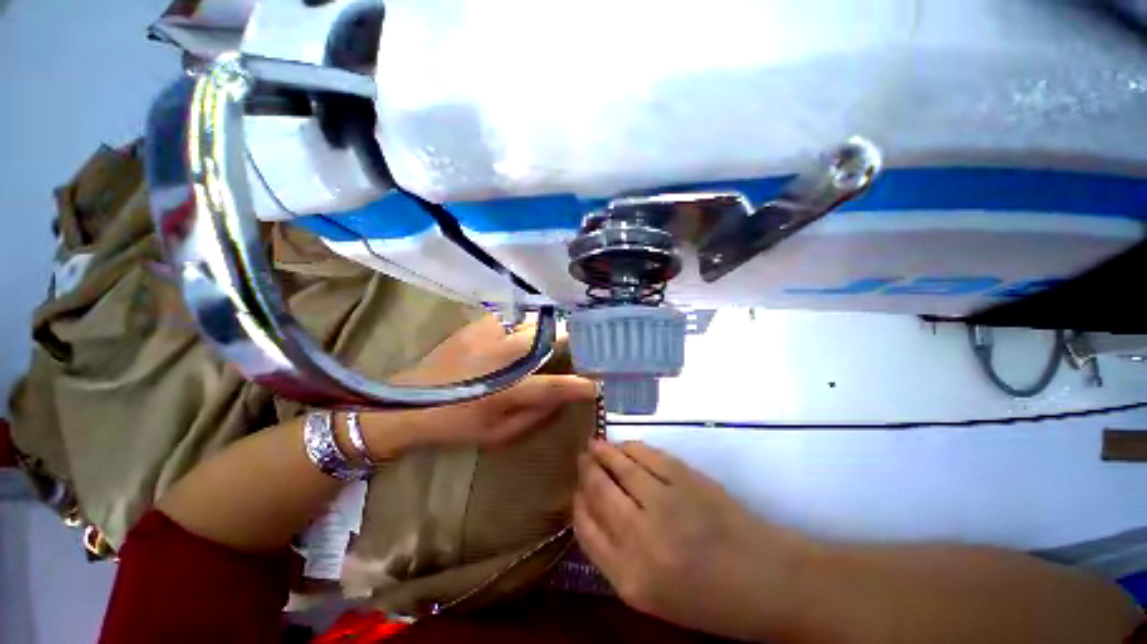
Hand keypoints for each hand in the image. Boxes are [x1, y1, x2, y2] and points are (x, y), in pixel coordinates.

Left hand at [360, 316, 596, 451]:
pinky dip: (529, 319)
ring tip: (563, 332)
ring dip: (553, 327)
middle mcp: (503, 358)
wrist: (409, 402)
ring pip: (535, 321)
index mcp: (508, 392)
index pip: (555, 386)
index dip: (581, 384)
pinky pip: (514, 314)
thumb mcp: (499, 434)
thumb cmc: (457, 425)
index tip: (599, 383)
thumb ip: (537, 415)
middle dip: (573, 339)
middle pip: (550, 339)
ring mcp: (489, 335)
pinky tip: (532, 325)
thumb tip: (565, 396)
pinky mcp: (477, 324)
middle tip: (587, 343)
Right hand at [575, 440, 811, 641]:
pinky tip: (623, 446)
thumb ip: (616, 556)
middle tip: (581, 457)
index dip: (577, 504)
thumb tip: (593, 511)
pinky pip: (646, 454)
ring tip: (594, 445)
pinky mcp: (685, 477)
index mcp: (629, 578)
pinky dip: (629, 447)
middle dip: (585, 470)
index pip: (585, 529)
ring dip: (603, 452)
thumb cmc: (708, 597)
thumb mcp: (652, 594)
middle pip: (598, 490)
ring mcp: (664, 502)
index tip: (576, 491)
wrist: (766, 580)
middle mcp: (641, 537)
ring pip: (619, 466)